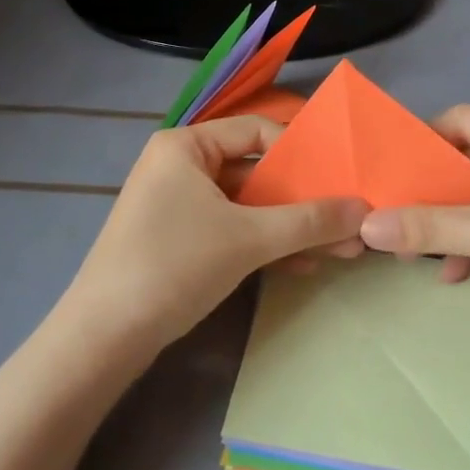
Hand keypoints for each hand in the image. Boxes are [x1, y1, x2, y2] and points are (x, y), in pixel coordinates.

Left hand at [56, 116, 367, 363]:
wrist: (104, 338)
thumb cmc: (174, 265)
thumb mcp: (249, 239)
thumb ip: (309, 221)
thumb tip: (365, 210)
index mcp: (186, 146)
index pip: (256, 131)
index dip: (302, 152)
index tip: (340, 176)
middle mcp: (179, 166)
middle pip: (255, 171)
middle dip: (303, 200)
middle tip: (349, 220)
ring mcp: (177, 205)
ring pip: (246, 206)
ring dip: (290, 227)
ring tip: (340, 249)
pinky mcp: (178, 240)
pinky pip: (231, 230)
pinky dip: (264, 245)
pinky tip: (302, 266)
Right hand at [358, 106, 469, 357]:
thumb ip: (432, 226)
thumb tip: (365, 227)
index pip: (462, 119)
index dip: (421, 141)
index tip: (384, 170)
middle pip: (469, 159)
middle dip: (430, 190)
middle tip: (388, 214)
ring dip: (449, 221)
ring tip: (410, 251)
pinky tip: (452, 272)